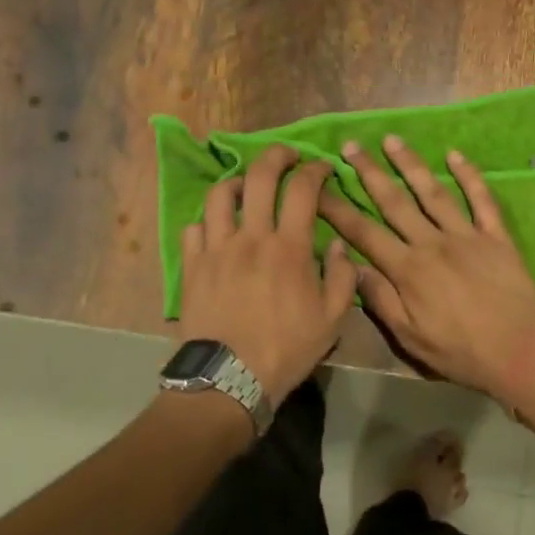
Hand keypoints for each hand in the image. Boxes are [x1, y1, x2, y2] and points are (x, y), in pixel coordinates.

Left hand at [177, 144, 357, 398]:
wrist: (230, 378)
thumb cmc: (286, 349)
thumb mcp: (332, 320)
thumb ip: (342, 277)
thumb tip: (340, 247)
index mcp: (289, 247)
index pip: (303, 190)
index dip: (315, 170)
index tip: (322, 167)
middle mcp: (251, 236)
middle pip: (260, 176)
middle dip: (277, 156)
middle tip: (287, 155)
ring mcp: (216, 248)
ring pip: (220, 195)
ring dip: (237, 182)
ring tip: (247, 187)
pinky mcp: (192, 265)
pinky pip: (195, 227)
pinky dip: (208, 220)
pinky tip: (217, 227)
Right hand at [317, 135, 534, 402]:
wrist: (521, 354)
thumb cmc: (460, 352)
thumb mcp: (410, 338)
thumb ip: (380, 299)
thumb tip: (351, 265)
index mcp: (408, 269)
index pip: (363, 232)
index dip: (338, 209)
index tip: (318, 188)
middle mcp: (433, 243)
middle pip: (394, 201)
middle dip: (369, 172)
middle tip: (351, 146)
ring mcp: (467, 235)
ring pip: (433, 192)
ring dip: (410, 164)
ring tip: (392, 140)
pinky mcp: (496, 237)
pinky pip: (482, 200)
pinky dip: (469, 175)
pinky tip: (455, 155)